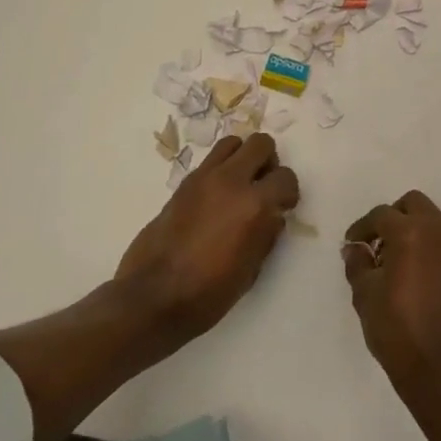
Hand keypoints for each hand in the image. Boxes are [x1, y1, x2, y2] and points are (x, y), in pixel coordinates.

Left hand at [114, 133, 299, 343]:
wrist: (152, 297)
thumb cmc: (208, 293)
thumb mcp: (251, 270)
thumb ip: (267, 234)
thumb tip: (273, 215)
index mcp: (254, 205)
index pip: (286, 177)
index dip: (288, 192)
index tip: (284, 206)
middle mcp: (231, 181)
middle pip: (260, 144)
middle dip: (268, 162)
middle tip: (263, 187)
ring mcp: (203, 178)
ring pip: (232, 143)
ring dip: (242, 158)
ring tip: (240, 184)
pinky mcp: (183, 184)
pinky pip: (210, 161)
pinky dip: (220, 169)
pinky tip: (216, 197)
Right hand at [342, 191, 440, 398]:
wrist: (440, 368)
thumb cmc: (396, 329)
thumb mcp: (365, 295)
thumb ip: (358, 263)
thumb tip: (355, 248)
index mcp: (411, 232)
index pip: (381, 215)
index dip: (362, 227)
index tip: (352, 244)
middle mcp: (439, 230)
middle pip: (413, 204)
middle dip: (392, 217)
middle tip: (377, 244)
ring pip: (433, 219)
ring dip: (414, 229)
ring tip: (397, 260)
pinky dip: (432, 245)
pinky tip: (418, 272)